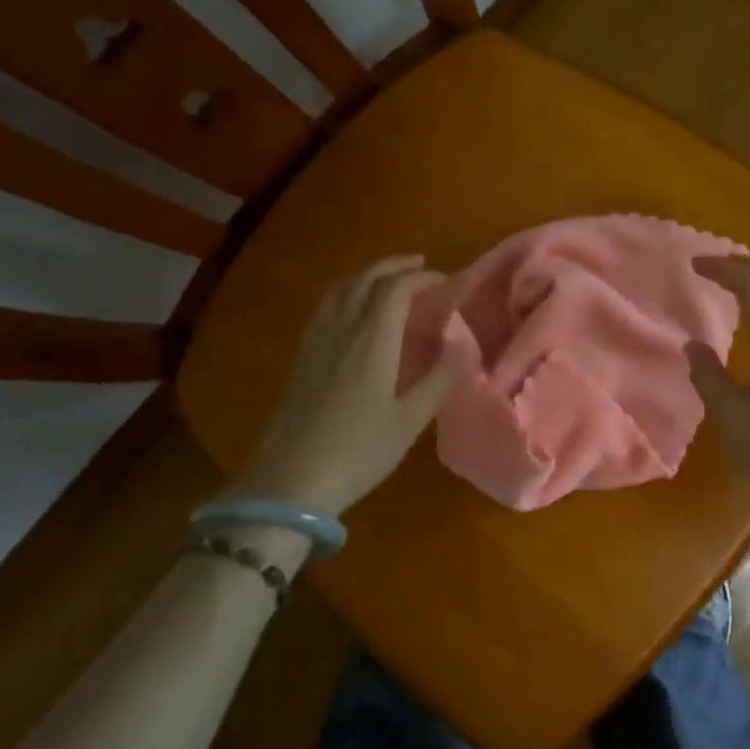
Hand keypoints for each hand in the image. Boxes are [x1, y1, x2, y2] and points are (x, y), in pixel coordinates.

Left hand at [232, 256, 453, 517]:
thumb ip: (438, 379)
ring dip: (369, 275)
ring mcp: (317, 340)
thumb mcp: (409, 421)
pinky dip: (349, 292)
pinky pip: (327, 305)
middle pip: (366, 279)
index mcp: (371, 340)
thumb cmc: (358, 452)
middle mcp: (341, 329)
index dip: (422, 278)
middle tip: (421, 267)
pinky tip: (355, 308)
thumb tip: (458, 346)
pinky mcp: (302, 355)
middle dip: (395, 266)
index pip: (396, 289)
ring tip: (391, 279)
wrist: (291, 482)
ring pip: (342, 289)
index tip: (445, 282)